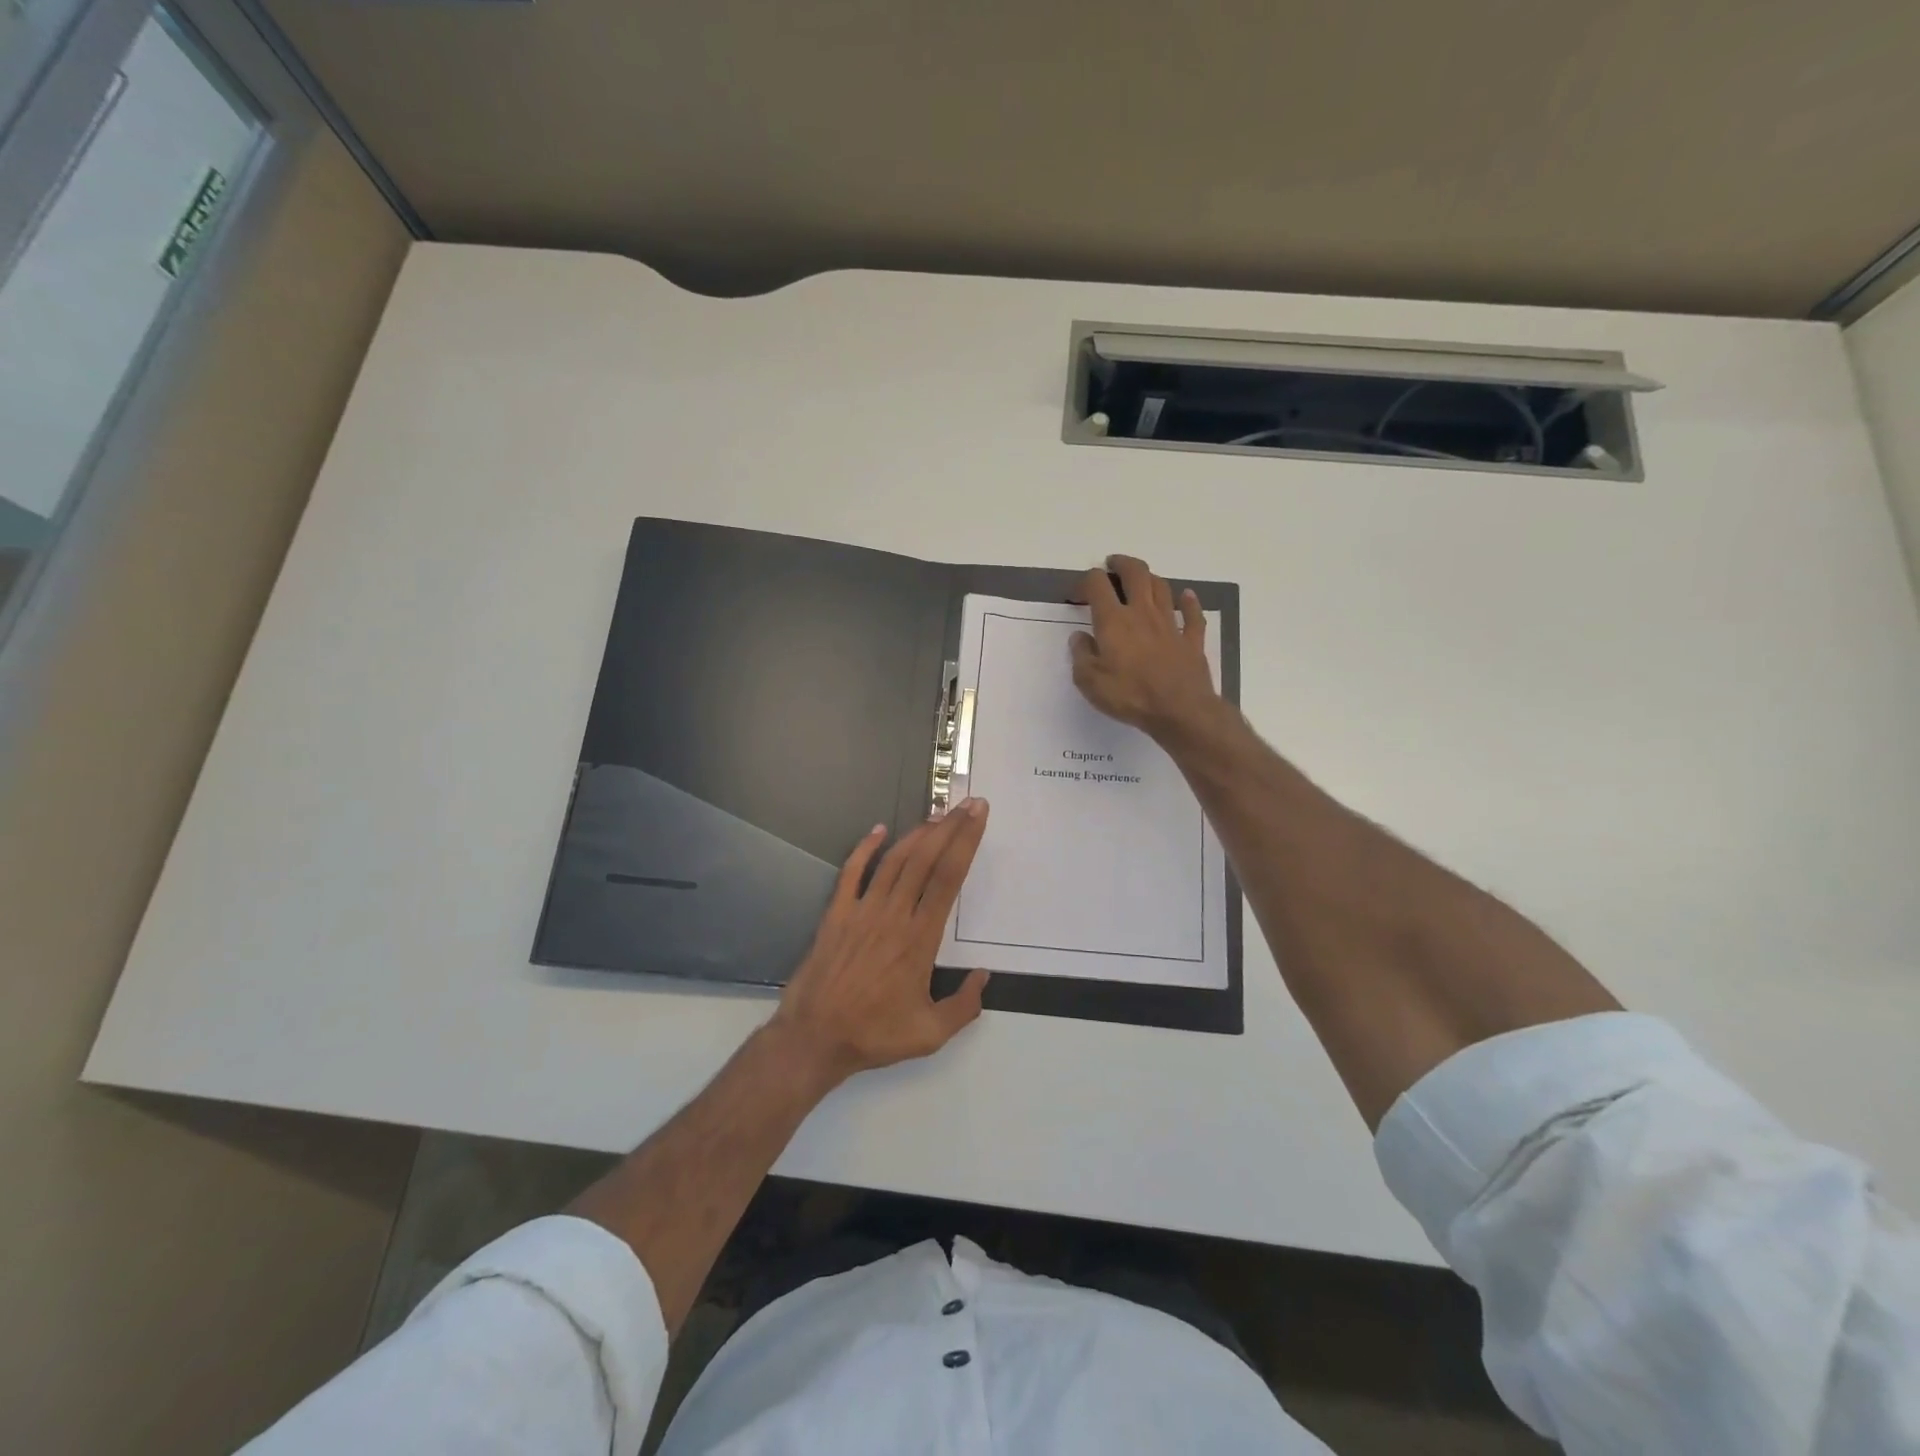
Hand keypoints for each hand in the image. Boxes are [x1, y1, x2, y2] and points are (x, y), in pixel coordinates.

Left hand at [770, 800, 991, 1084]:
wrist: (814, 1038)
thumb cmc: (874, 1035)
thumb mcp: (931, 1034)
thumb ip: (964, 1006)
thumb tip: (984, 976)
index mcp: (920, 939)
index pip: (949, 878)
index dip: (965, 843)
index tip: (978, 817)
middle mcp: (893, 915)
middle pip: (925, 859)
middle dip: (949, 827)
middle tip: (968, 804)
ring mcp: (862, 911)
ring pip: (894, 860)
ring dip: (917, 834)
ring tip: (936, 815)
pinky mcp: (836, 914)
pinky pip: (851, 872)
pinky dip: (865, 848)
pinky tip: (878, 830)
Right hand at [1069, 554, 1220, 741]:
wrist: (1180, 710)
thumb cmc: (1130, 696)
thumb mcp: (1090, 682)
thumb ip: (1081, 656)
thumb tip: (1079, 637)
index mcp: (1114, 621)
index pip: (1097, 585)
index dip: (1085, 582)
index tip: (1078, 594)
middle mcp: (1143, 613)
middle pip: (1135, 573)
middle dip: (1121, 564)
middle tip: (1112, 564)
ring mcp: (1171, 624)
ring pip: (1162, 587)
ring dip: (1150, 578)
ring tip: (1141, 579)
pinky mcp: (1192, 640)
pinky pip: (1192, 614)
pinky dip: (1189, 602)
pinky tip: (1187, 596)